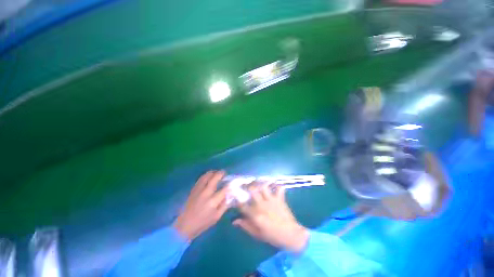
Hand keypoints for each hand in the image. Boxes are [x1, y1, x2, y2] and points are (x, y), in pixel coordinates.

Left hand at [174, 171, 228, 240]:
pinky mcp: (193, 189)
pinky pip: (200, 178)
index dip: (230, 184)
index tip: (233, 182)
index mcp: (213, 201)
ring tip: (217, 173)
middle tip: (225, 173)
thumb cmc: (202, 223)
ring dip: (213, 172)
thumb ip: (224, 205)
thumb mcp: (217, 217)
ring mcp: (198, 190)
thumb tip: (230, 196)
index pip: (224, 189)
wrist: (184, 225)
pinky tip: (209, 176)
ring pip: (207, 175)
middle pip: (215, 178)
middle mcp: (206, 193)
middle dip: (221, 173)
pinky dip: (206, 175)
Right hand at [233, 183, 308, 252]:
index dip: (237, 200)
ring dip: (259, 183)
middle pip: (252, 190)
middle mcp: (262, 205)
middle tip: (245, 185)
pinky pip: (279, 188)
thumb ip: (245, 226)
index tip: (236, 196)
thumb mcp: (257, 234)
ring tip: (257, 182)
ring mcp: (272, 201)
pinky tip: (273, 184)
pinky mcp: (280, 199)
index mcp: (255, 215)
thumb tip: (234, 221)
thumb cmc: (272, 236)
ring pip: (264, 186)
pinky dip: (276, 185)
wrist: (290, 235)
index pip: (243, 205)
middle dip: (247, 186)